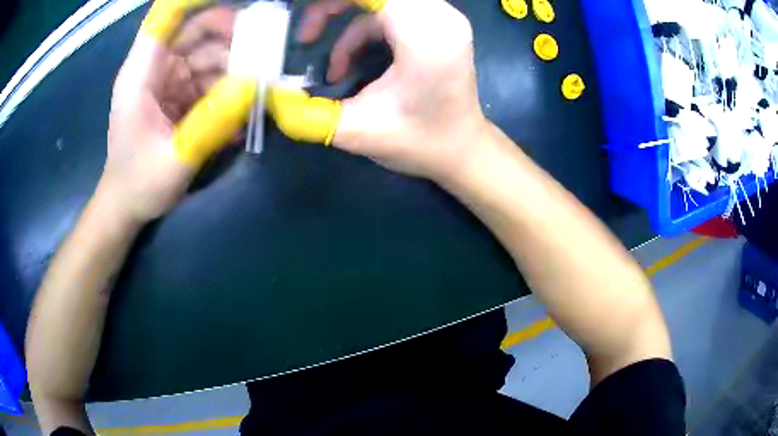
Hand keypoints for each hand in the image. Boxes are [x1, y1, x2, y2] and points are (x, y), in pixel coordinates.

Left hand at [101, 5, 243, 224]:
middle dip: (231, 34)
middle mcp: (153, 68)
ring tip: (259, 86)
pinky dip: (226, 86)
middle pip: (195, 28)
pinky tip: (240, 108)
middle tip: (265, 51)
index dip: (197, 0)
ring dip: (235, 64)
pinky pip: (206, 76)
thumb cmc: (139, 185)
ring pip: (206, 51)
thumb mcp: (176, 159)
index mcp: (140, 74)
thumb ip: (212, 121)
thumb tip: (253, 82)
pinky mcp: (175, 94)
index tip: (241, 5)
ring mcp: (165, 79)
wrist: (125, 206)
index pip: (166, 16)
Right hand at [298, 0, 489, 182]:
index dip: (331, 2)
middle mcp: (438, 15)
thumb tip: (269, 96)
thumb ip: (307, 113)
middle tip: (307, 33)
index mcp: (425, 34)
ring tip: (331, 69)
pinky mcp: (435, 25)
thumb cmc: (420, 142)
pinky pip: (388, 13)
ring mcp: (440, 17)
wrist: (461, 149)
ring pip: (380, 1)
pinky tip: (348, 66)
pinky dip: (362, 33)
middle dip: (332, 7)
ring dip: (345, 25)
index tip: (303, 12)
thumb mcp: (357, 130)